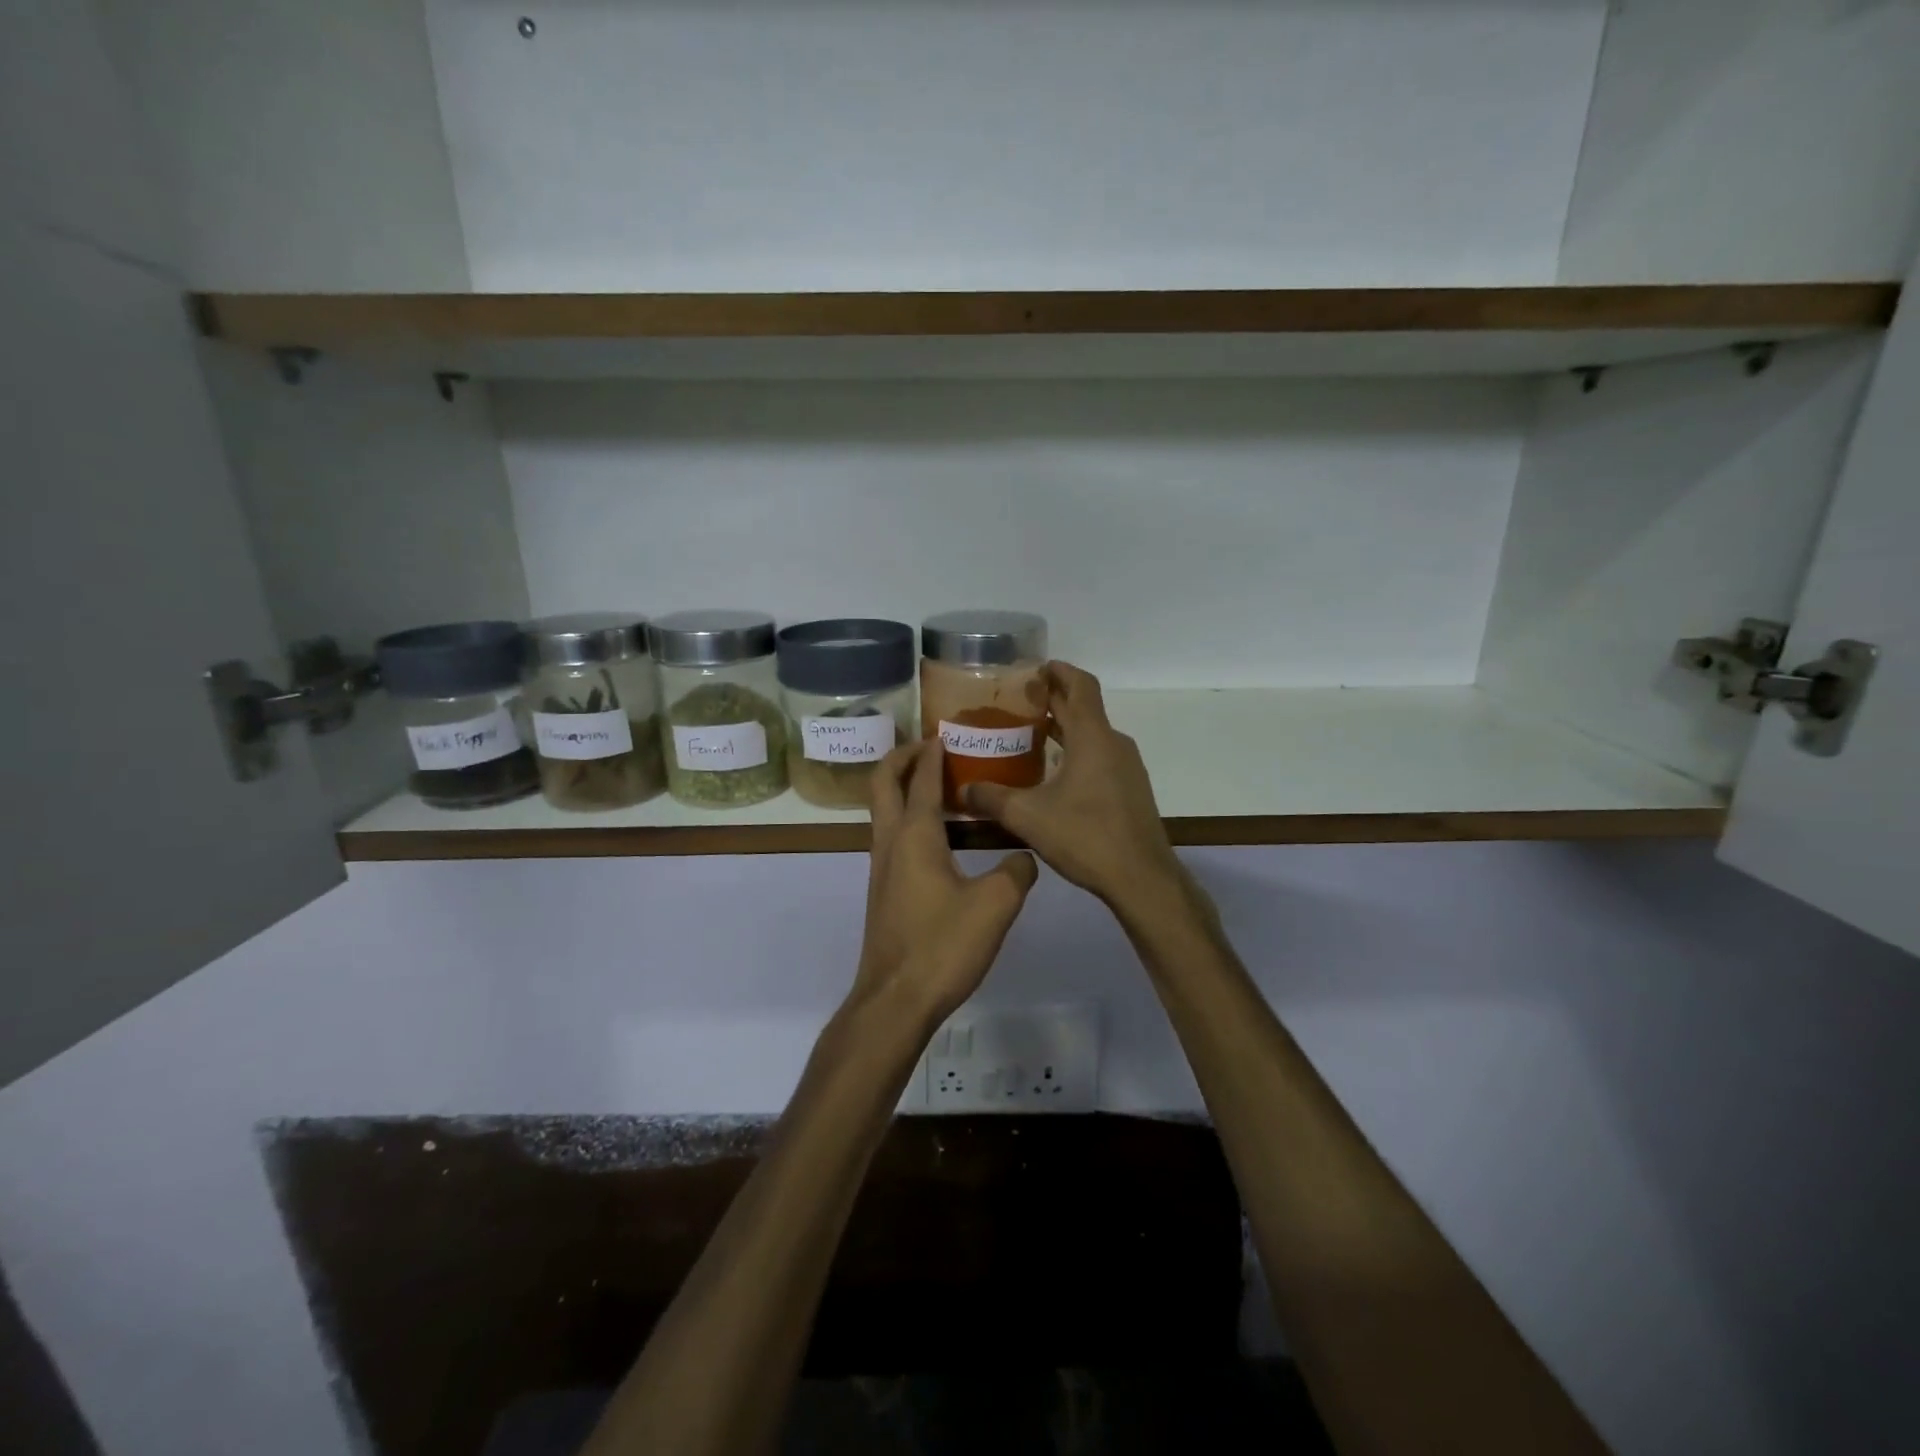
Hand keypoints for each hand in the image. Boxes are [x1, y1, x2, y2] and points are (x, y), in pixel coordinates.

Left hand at [850, 739, 1037, 1027]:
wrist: (895, 1001)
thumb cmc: (942, 946)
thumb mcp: (995, 906)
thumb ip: (1016, 872)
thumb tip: (1024, 856)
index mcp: (914, 835)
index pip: (919, 778)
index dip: (932, 753)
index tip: (946, 733)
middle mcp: (890, 843)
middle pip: (882, 784)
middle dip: (900, 758)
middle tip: (929, 747)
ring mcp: (882, 868)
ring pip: (883, 811)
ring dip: (902, 788)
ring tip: (939, 785)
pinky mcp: (885, 892)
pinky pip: (892, 837)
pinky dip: (909, 818)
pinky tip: (940, 838)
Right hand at [964, 661, 1180, 906]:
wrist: (1141, 878)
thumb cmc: (1086, 836)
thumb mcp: (1028, 816)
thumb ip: (992, 799)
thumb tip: (962, 791)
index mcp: (1093, 737)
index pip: (1080, 685)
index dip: (1059, 671)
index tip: (1035, 668)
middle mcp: (1113, 743)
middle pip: (1084, 708)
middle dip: (1054, 700)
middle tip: (1018, 702)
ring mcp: (1127, 767)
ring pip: (1093, 735)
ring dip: (1065, 728)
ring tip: (1031, 735)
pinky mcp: (1130, 789)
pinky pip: (1100, 756)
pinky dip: (1077, 751)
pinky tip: (1054, 773)